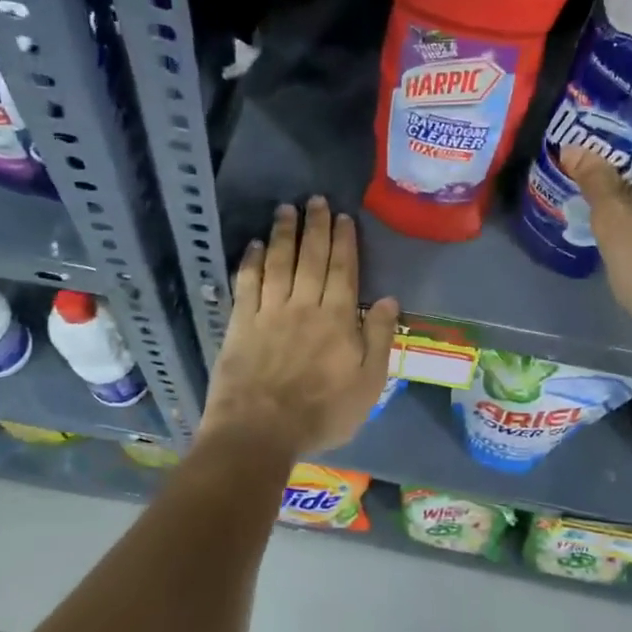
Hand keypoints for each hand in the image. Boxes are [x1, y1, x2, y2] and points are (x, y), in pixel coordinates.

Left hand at [200, 198, 400, 456]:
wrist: (260, 431)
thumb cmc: (322, 413)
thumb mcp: (368, 384)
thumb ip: (379, 338)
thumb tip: (390, 299)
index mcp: (338, 319)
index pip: (343, 270)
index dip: (344, 241)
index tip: (342, 217)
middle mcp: (305, 305)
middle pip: (312, 258)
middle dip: (315, 226)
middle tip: (315, 199)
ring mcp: (270, 312)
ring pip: (280, 263)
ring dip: (284, 233)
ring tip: (286, 209)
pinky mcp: (241, 323)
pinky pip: (247, 283)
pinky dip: (252, 261)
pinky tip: (255, 244)